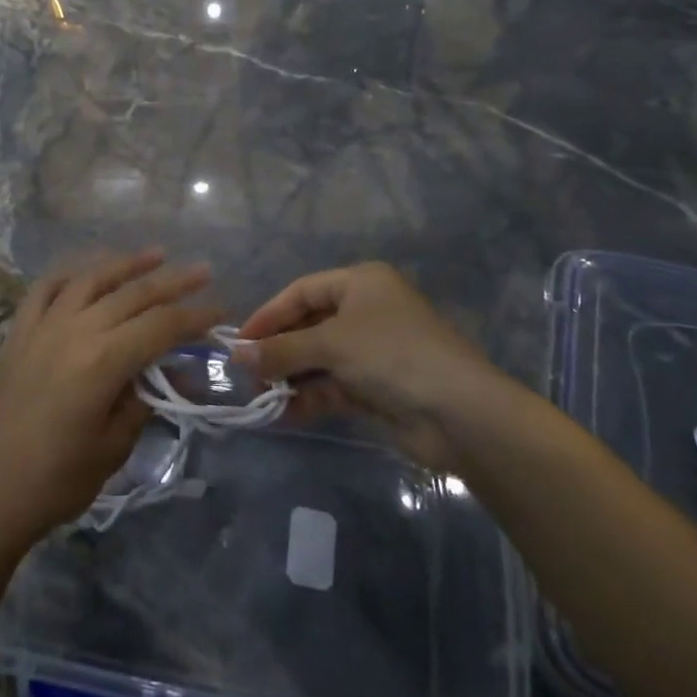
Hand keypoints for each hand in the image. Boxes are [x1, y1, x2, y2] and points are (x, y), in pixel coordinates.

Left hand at [0, 251, 220, 556]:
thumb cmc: (56, 480)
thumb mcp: (114, 446)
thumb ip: (144, 400)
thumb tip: (170, 373)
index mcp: (103, 360)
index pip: (161, 326)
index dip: (194, 317)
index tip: (220, 312)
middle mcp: (75, 329)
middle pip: (132, 294)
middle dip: (172, 281)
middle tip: (203, 270)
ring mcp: (42, 325)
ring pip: (90, 278)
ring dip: (125, 263)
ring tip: (155, 254)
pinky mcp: (19, 331)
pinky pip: (47, 287)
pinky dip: (72, 271)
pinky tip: (88, 269)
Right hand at [234, 262, 512, 471]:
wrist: (459, 413)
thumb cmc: (391, 355)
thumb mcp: (330, 344)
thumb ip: (281, 350)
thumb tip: (236, 356)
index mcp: (360, 282)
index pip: (301, 291)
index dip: (269, 315)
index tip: (239, 341)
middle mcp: (366, 310)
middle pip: (309, 325)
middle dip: (278, 350)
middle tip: (247, 373)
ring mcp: (373, 350)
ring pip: (319, 358)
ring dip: (291, 376)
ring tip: (262, 397)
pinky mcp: (378, 386)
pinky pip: (334, 385)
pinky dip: (311, 397)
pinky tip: (287, 413)